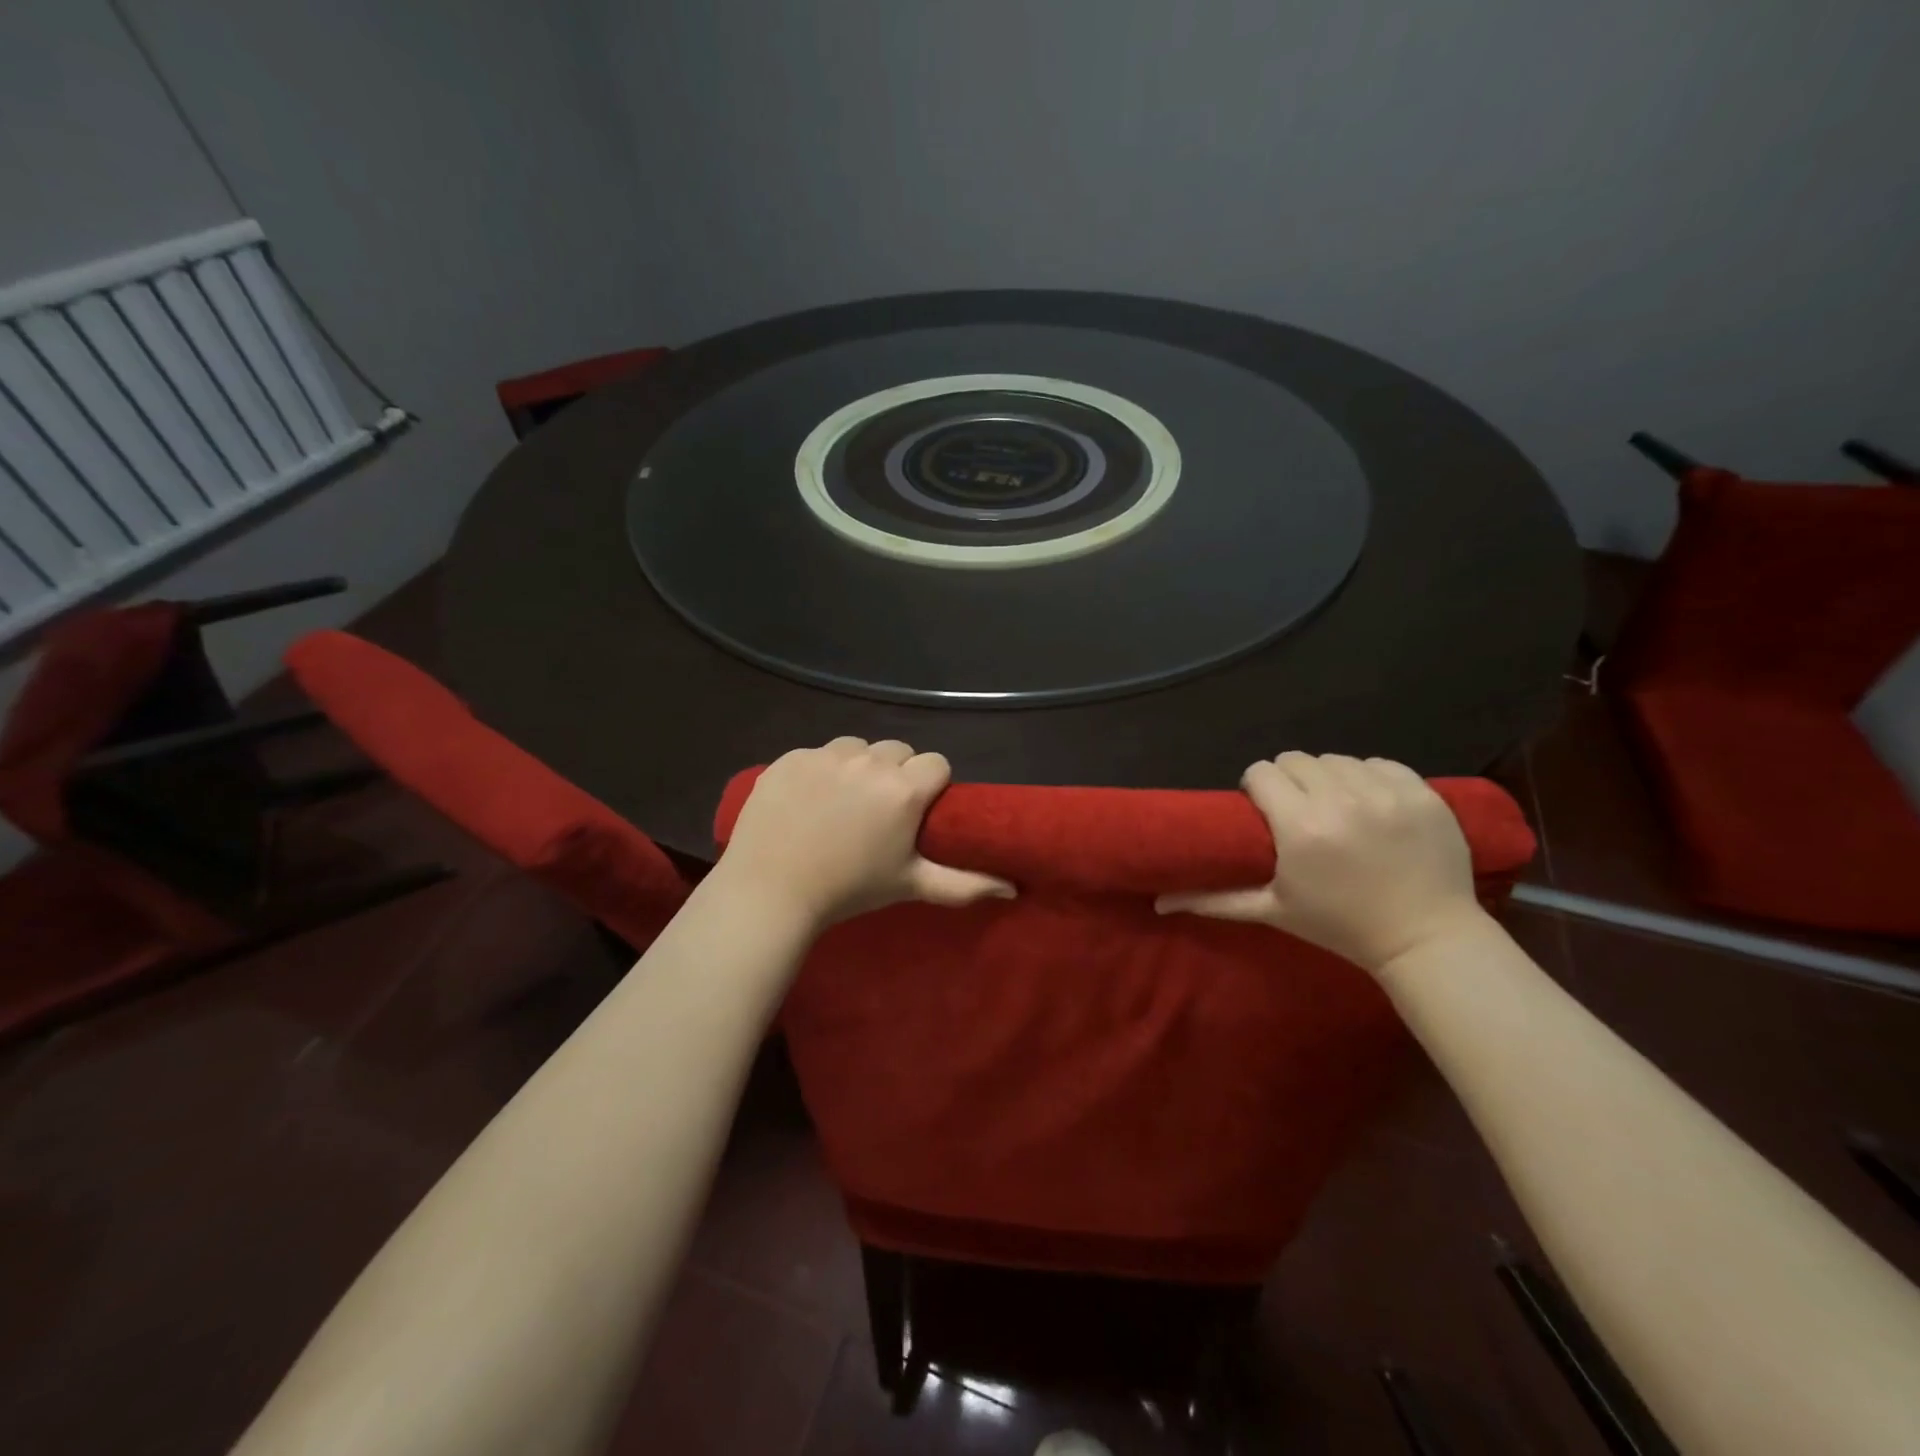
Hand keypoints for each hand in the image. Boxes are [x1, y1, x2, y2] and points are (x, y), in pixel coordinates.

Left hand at [719, 737, 1014, 926]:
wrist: (770, 892)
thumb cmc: (849, 890)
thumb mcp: (910, 885)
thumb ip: (964, 884)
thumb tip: (1012, 888)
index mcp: (903, 789)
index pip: (936, 764)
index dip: (931, 785)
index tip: (917, 811)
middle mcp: (868, 761)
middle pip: (897, 750)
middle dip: (896, 773)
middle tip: (879, 810)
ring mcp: (825, 755)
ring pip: (856, 747)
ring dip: (857, 766)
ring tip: (841, 803)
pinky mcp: (790, 758)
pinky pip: (816, 753)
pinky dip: (818, 771)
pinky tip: (807, 802)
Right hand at [1155, 752, 1488, 973]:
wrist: (1426, 939)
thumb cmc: (1341, 926)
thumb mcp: (1272, 911)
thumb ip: (1213, 899)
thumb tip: (1158, 902)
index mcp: (1300, 826)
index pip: (1262, 772)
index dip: (1257, 787)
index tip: (1264, 809)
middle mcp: (1341, 800)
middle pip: (1296, 760)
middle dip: (1290, 780)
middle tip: (1298, 810)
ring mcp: (1387, 794)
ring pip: (1337, 759)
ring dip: (1329, 778)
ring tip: (1336, 808)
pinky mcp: (1423, 793)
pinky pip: (1381, 763)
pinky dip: (1370, 778)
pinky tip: (1371, 805)